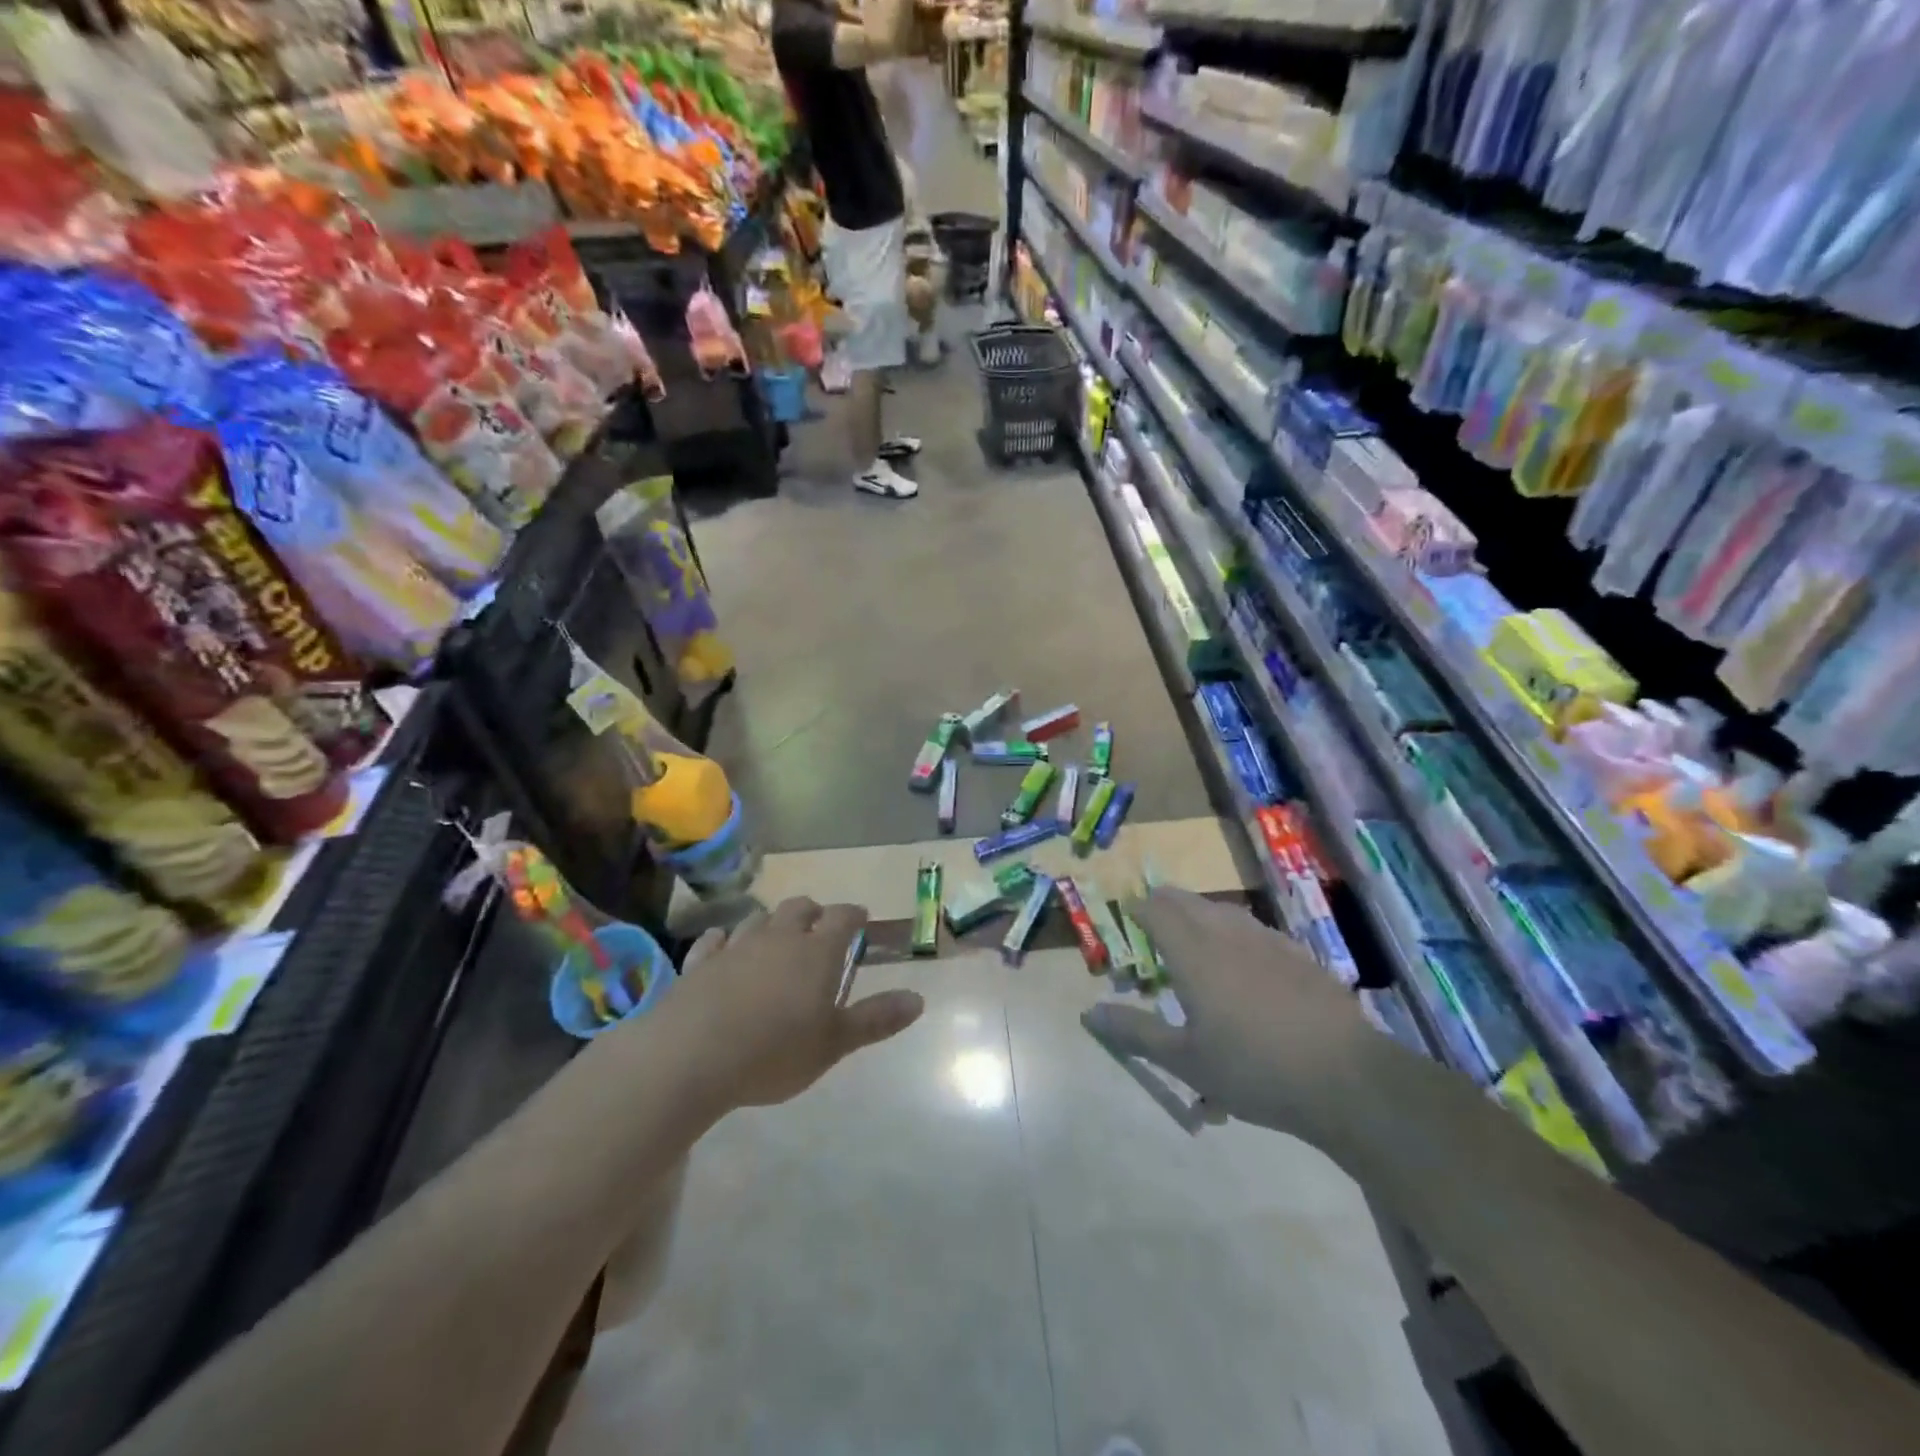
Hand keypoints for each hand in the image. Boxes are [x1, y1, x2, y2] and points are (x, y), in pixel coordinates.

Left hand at [657, 898, 924, 1113]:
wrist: (691, 1056)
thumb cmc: (774, 1052)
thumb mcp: (834, 1043)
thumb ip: (875, 1019)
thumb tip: (919, 999)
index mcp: (817, 952)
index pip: (842, 918)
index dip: (853, 915)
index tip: (860, 919)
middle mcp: (778, 938)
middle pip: (799, 908)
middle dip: (813, 912)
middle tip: (819, 926)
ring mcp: (735, 947)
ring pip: (757, 919)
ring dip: (770, 922)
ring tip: (775, 936)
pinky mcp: (699, 963)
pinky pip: (714, 940)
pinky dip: (723, 939)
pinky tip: (722, 945)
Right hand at [1082, 887, 1374, 1139]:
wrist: (1345, 1078)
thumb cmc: (1253, 1070)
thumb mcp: (1185, 1060)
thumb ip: (1136, 1032)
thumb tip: (1089, 1014)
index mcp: (1194, 955)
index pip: (1158, 913)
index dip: (1139, 908)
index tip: (1127, 912)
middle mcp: (1228, 936)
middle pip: (1190, 903)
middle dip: (1167, 901)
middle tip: (1153, 910)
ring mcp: (1269, 943)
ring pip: (1226, 911)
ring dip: (1202, 911)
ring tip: (1194, 922)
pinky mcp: (1300, 957)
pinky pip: (1257, 929)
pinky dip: (1237, 929)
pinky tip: (1246, 951)